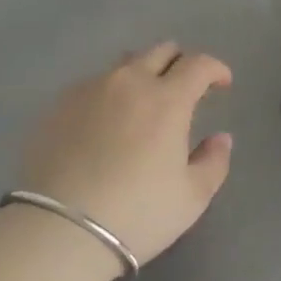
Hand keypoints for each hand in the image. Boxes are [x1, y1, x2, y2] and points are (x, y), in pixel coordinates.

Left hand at [19, 44, 235, 268]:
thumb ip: (213, 162)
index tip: (222, 84)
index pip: (198, 64)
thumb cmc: (136, 214)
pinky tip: (104, 124)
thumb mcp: (191, 198)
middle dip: (180, 63)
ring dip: (142, 74)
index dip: (215, 69)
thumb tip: (221, 138)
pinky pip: (94, 84)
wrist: (59, 230)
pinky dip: (109, 94)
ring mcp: (90, 88)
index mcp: (167, 99)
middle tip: (184, 89)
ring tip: (142, 103)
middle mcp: (129, 81)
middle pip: (160, 51)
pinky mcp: (60, 103)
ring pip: (124, 64)